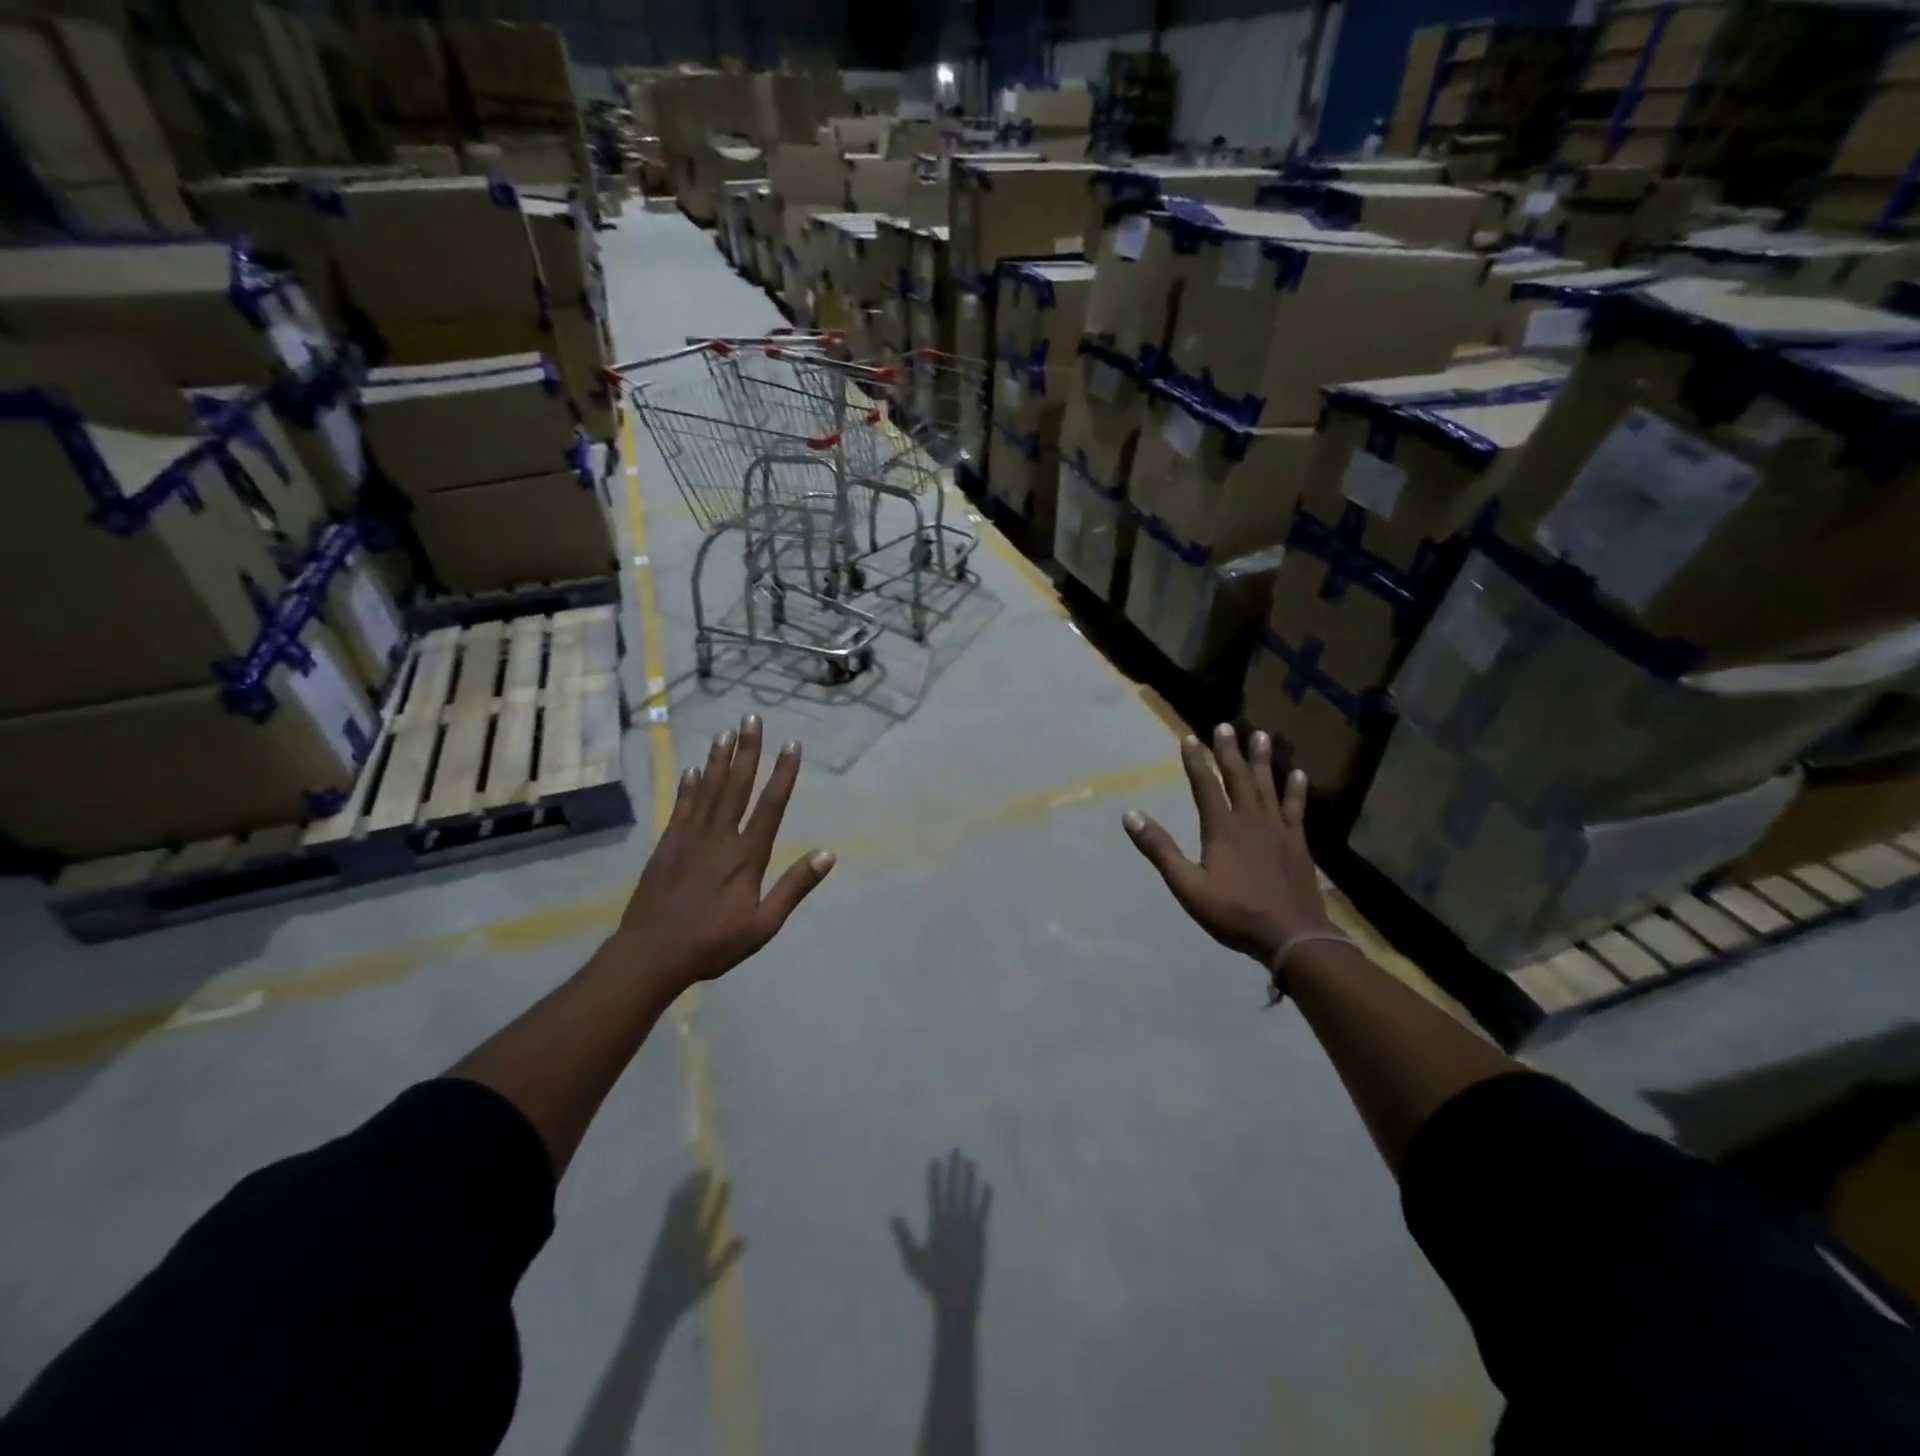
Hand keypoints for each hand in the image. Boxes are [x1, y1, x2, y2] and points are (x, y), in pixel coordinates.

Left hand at [615, 714, 834, 991]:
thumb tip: (827, 854)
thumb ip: (793, 887)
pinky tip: (693, 769)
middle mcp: (720, 838)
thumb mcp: (763, 925)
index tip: (791, 745)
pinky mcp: (667, 845)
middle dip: (747, 751)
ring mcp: (690, 838)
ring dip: (718, 759)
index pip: (770, 806)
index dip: (782, 774)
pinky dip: (689, 786)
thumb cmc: (713, 943)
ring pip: (708, 790)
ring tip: (725, 732)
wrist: (651, 954)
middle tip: (751, 719)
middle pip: (737, 786)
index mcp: (746, 856)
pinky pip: (682, 807)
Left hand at [638, 1169, 744, 1320]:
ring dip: (689, 1188)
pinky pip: (669, 1213)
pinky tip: (678, 1188)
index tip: (727, 1180)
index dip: (721, 1198)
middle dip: (702, 1186)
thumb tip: (746, 1237)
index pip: (714, 1216)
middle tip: (708, 1169)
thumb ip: (727, 1257)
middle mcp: (687, 1237)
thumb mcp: (710, 1279)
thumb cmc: (686, 1295)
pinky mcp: (660, 1237)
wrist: (654, 1308)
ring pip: (682, 1206)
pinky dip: (675, 1198)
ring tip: (696, 1172)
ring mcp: (672, 1236)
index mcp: (701, 1247)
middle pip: (696, 1206)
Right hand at [892, 1149, 989, 1325]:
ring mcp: (968, 1227)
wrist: (956, 1299)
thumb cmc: (932, 1281)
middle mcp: (953, 1221)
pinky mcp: (980, 1235)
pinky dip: (985, 1198)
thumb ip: (904, 1236)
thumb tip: (893, 1216)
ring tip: (971, 1161)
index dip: (935, 1176)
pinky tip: (988, 1185)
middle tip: (956, 1150)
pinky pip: (982, 1212)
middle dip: (954, 1168)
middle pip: (953, 1189)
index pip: (935, 1194)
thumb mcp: (913, 1260)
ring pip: (969, 1196)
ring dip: (970, 1178)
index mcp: (937, 1225)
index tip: (936, 1159)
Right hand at [1123, 724, 1332, 966]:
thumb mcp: (1188, 886)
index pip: (1206, 786)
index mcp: (1221, 828)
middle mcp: (1250, 820)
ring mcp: (1278, 830)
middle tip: (1225, 726)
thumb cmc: (1235, 913)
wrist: (1292, 935)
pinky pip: (1296, 809)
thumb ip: (1160, 850)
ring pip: (1268, 786)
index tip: (1189, 738)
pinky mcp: (1298, 843)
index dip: (1196, 761)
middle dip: (1229, 751)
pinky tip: (1297, 775)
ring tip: (1261, 735)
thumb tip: (1130, 815)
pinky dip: (1296, 790)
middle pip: (1238, 778)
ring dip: (1262, 760)